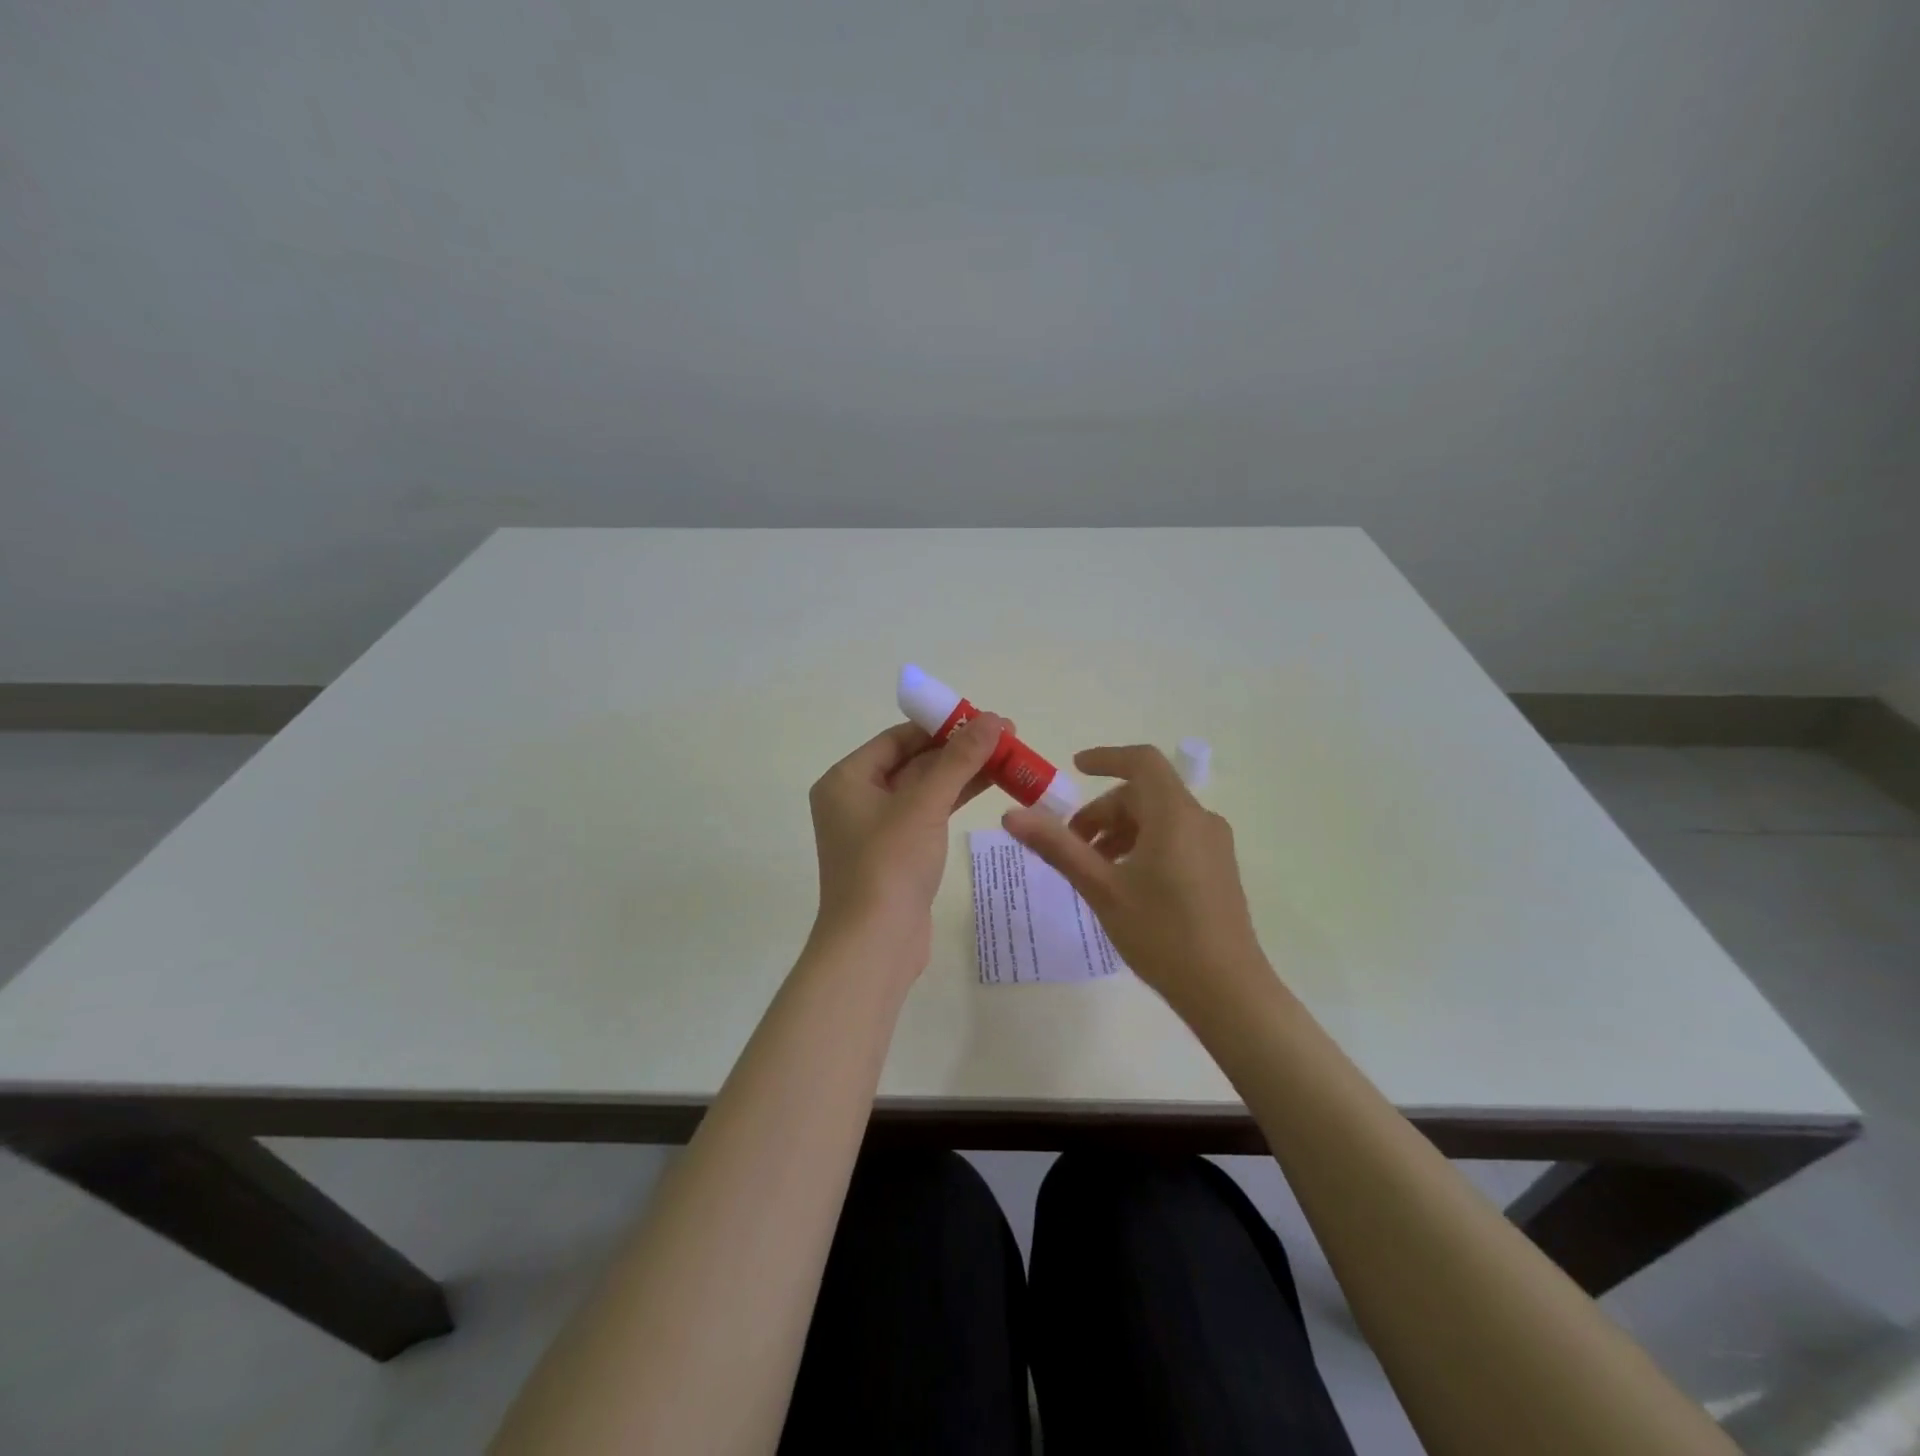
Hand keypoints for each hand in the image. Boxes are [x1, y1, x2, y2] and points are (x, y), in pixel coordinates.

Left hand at [807, 713, 1006, 966]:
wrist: (875, 945)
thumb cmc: (889, 864)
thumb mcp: (925, 804)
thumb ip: (959, 760)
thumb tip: (993, 720)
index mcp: (846, 779)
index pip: (898, 738)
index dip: (941, 725)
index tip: (983, 718)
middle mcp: (856, 799)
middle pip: (913, 761)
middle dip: (959, 749)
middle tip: (1006, 736)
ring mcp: (876, 828)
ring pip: (925, 789)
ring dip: (963, 773)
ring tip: (1010, 757)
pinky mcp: (897, 853)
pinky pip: (928, 814)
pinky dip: (955, 799)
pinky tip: (991, 785)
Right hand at [1003, 745, 1271, 1015]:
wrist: (1228, 992)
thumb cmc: (1161, 934)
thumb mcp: (1101, 888)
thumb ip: (1057, 847)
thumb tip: (1012, 816)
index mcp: (1174, 815)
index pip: (1142, 762)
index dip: (1106, 758)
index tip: (1074, 768)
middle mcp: (1199, 820)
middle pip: (1145, 794)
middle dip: (1103, 811)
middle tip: (1071, 845)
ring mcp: (1214, 845)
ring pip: (1159, 818)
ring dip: (1121, 830)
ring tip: (1093, 867)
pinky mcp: (1219, 868)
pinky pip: (1175, 837)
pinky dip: (1143, 844)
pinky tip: (1125, 882)